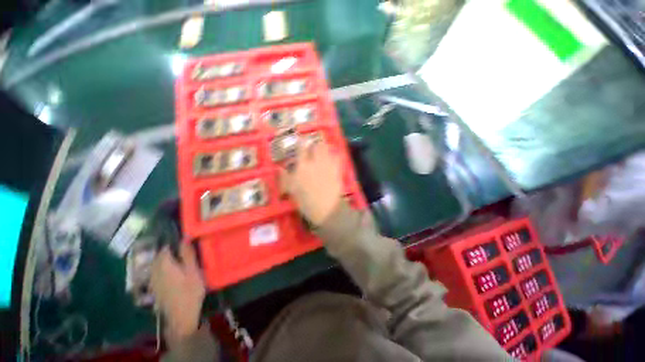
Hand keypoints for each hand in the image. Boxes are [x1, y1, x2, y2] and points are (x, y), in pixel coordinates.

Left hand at [151, 243, 205, 343]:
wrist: (181, 316)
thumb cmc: (190, 291)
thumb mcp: (193, 271)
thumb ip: (188, 254)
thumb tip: (184, 238)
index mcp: (165, 265)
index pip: (165, 248)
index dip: (174, 243)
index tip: (186, 243)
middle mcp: (155, 271)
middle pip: (160, 257)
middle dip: (170, 252)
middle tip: (185, 252)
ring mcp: (153, 281)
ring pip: (157, 265)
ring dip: (167, 261)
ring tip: (180, 262)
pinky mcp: (155, 289)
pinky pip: (157, 274)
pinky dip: (164, 270)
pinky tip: (174, 275)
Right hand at [280, 139, 342, 225]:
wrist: (327, 210)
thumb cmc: (307, 202)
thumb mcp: (292, 191)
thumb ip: (285, 177)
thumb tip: (279, 168)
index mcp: (303, 166)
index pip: (302, 148)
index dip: (301, 142)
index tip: (301, 140)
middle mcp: (316, 162)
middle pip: (317, 145)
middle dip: (315, 143)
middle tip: (312, 147)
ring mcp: (328, 165)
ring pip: (327, 149)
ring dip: (324, 148)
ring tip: (322, 151)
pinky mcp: (337, 170)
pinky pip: (337, 157)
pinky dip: (334, 155)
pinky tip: (332, 158)